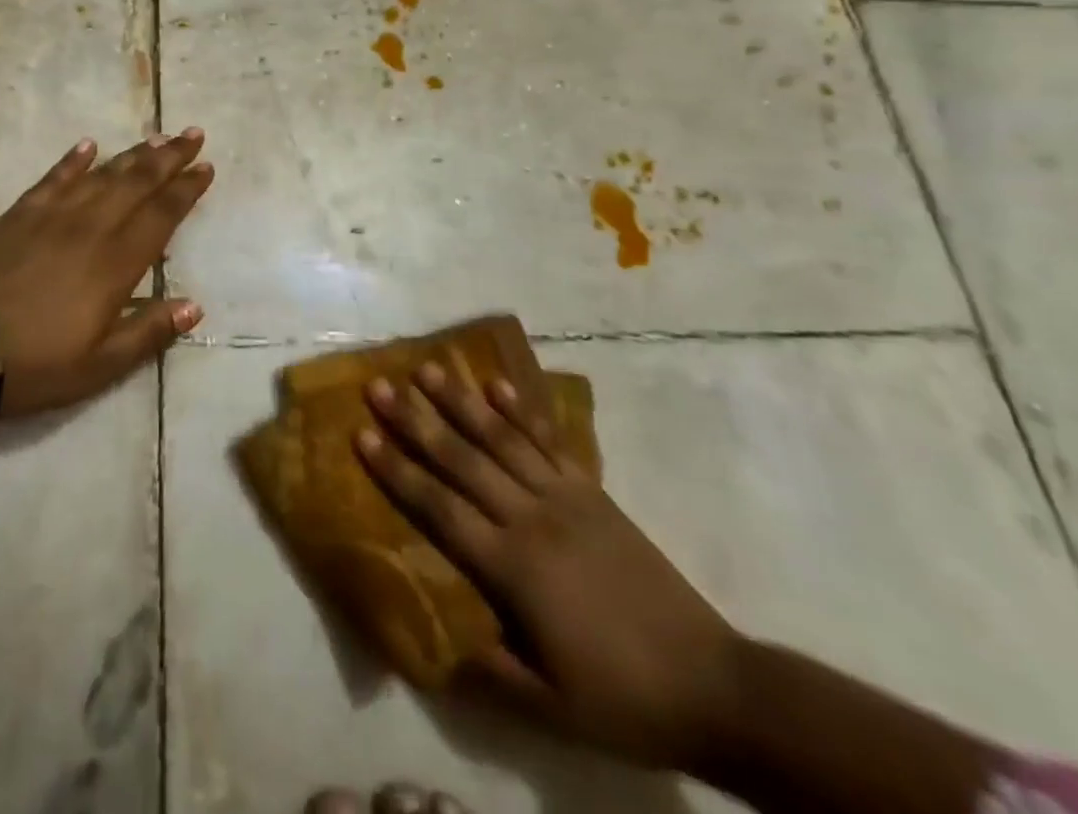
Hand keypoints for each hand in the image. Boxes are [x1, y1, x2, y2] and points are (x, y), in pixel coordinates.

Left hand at [0, 129, 213, 417]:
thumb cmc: (32, 362)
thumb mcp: (99, 365)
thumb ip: (148, 333)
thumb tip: (194, 307)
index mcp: (116, 263)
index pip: (162, 215)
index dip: (186, 190)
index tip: (206, 167)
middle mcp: (91, 228)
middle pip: (137, 183)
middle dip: (169, 158)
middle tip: (192, 134)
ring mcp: (53, 216)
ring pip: (103, 174)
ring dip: (133, 154)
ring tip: (157, 137)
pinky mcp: (20, 213)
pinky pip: (55, 178)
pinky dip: (73, 160)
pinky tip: (88, 146)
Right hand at [355, 339, 742, 770]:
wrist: (715, 687)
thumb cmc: (622, 698)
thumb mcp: (548, 708)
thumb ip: (485, 669)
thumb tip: (432, 640)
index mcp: (513, 568)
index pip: (440, 508)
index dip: (398, 471)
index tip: (362, 435)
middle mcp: (532, 519)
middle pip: (463, 460)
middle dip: (416, 420)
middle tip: (379, 385)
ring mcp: (566, 499)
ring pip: (502, 439)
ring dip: (462, 401)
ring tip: (428, 368)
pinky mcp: (594, 493)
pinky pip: (550, 442)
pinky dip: (522, 410)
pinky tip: (497, 384)